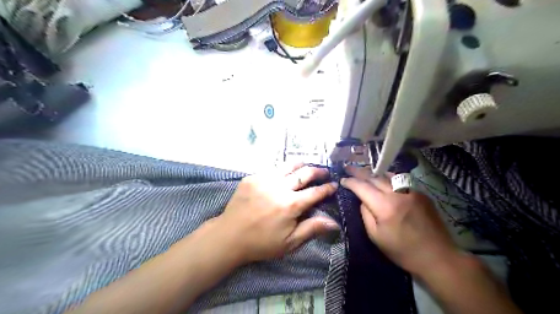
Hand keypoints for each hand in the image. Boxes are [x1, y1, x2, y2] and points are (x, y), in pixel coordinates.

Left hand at [214, 164, 336, 264]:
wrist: (229, 235)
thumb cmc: (261, 242)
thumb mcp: (289, 242)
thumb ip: (312, 229)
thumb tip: (334, 223)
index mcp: (290, 205)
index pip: (315, 192)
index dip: (327, 188)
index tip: (334, 185)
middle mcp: (279, 187)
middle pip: (304, 173)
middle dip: (317, 171)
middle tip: (324, 171)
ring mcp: (264, 179)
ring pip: (288, 166)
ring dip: (301, 165)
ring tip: (307, 165)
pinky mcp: (252, 177)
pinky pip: (272, 169)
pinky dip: (282, 170)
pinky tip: (284, 173)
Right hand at [342, 166, 459, 274]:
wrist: (437, 257)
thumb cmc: (402, 251)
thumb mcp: (376, 237)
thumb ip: (365, 215)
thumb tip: (362, 200)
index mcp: (384, 206)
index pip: (362, 187)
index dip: (350, 182)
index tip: (342, 179)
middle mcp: (397, 194)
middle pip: (374, 177)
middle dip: (359, 172)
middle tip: (348, 167)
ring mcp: (411, 191)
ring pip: (388, 175)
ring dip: (374, 172)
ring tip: (364, 171)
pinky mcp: (421, 194)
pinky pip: (400, 181)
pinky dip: (388, 178)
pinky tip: (384, 180)